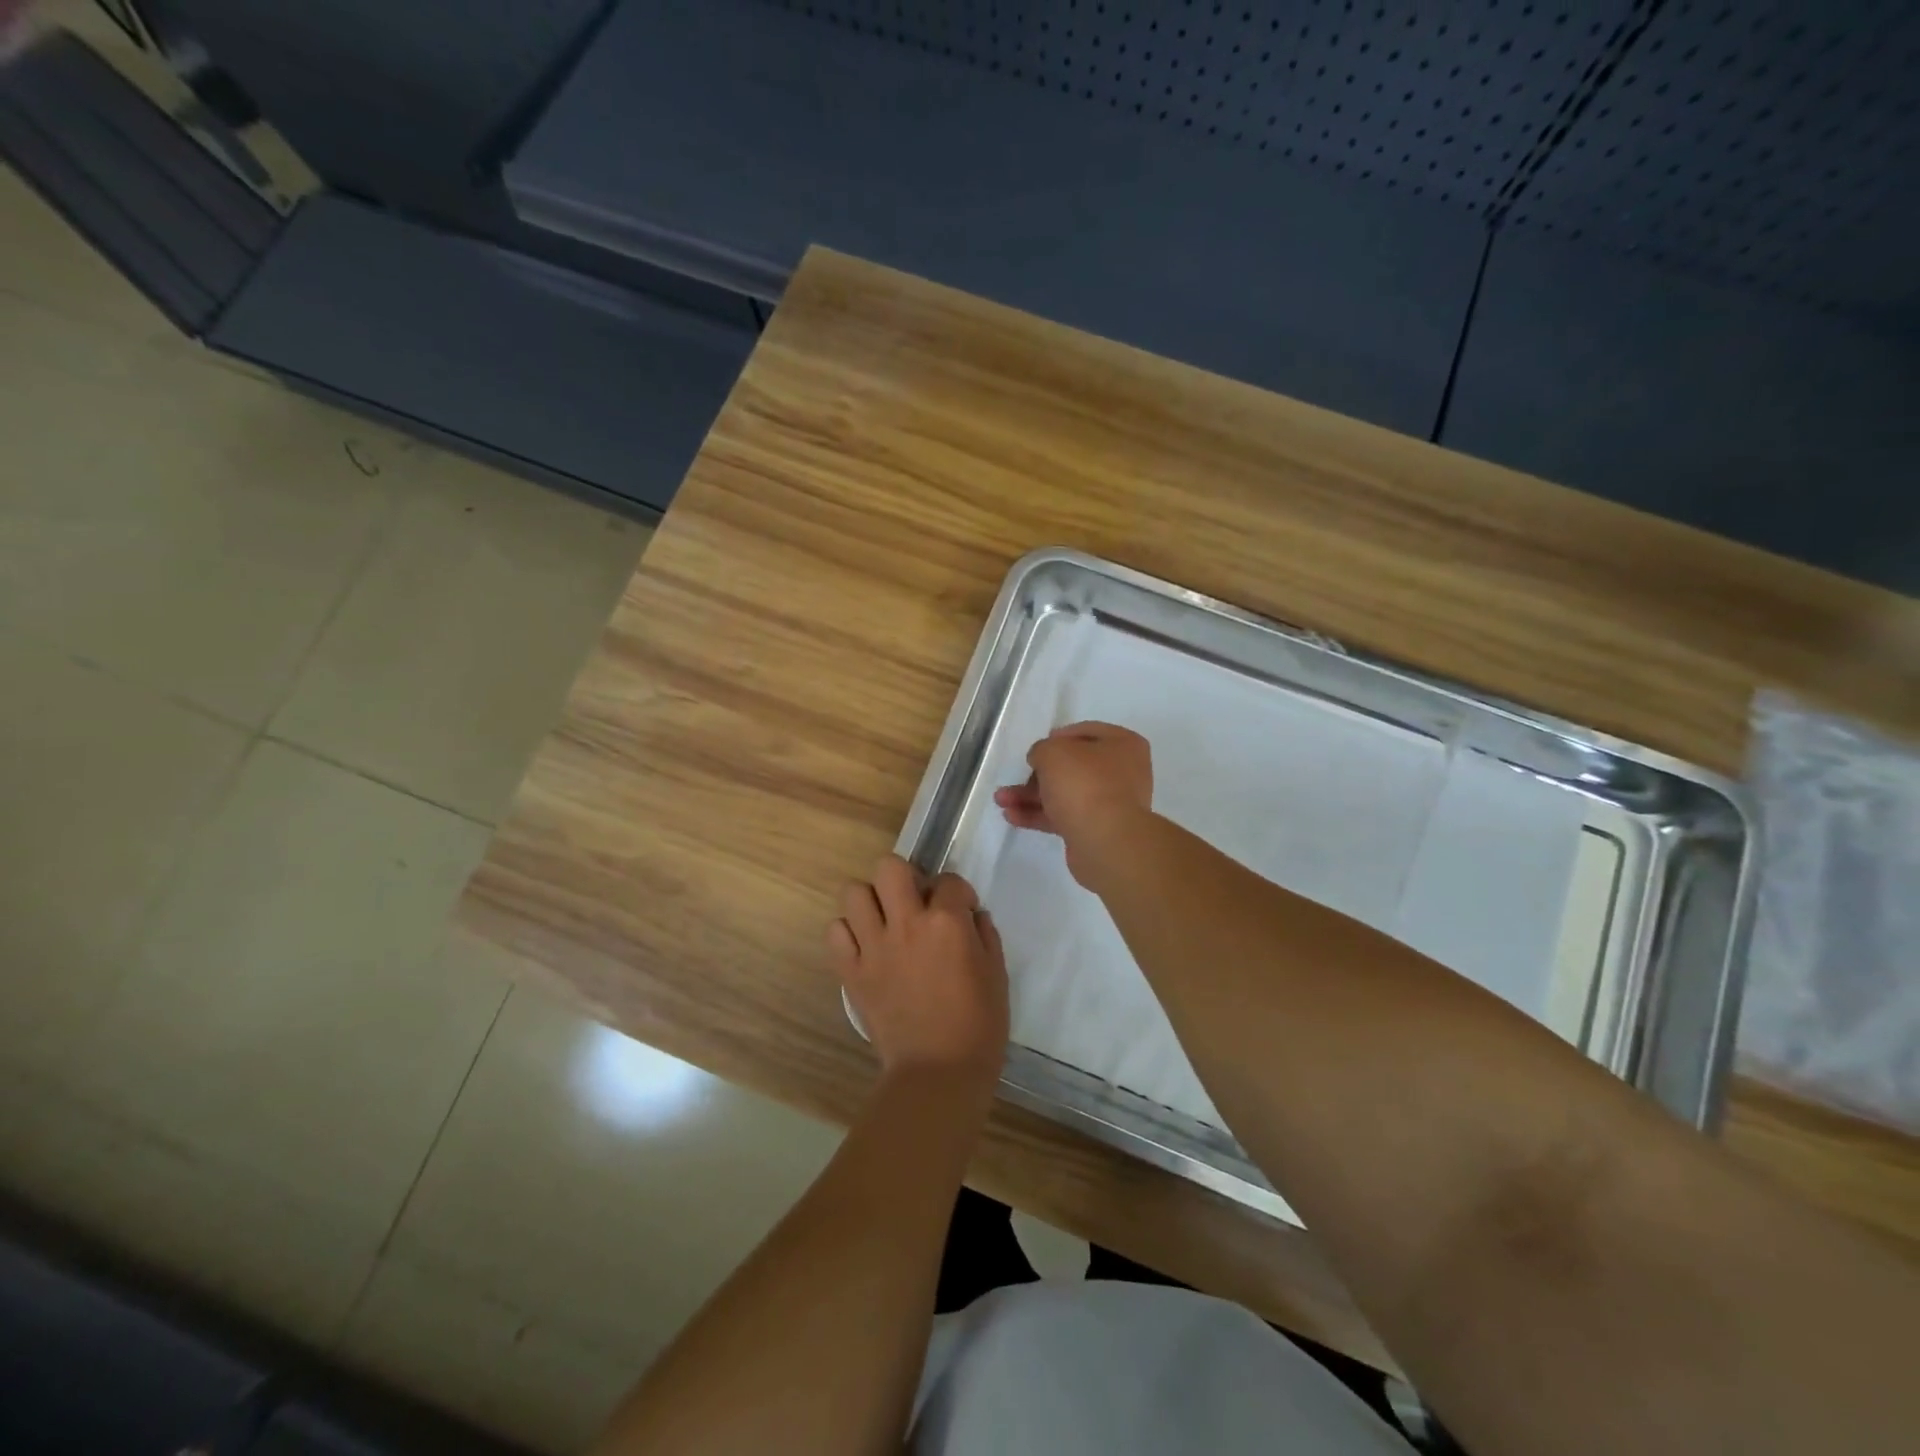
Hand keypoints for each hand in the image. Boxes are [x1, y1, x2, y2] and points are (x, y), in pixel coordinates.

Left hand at [829, 855, 1008, 1085]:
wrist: (938, 1073)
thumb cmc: (978, 1025)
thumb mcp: (997, 974)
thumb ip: (985, 935)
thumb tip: (972, 915)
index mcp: (947, 922)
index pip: (949, 880)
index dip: (959, 893)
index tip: (962, 911)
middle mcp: (906, 923)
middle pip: (889, 867)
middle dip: (905, 877)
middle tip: (915, 902)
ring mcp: (873, 946)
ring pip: (854, 892)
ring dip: (871, 901)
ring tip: (884, 921)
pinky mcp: (851, 971)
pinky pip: (835, 932)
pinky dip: (848, 933)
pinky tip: (865, 946)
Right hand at [993, 722, 1153, 885]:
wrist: (1106, 841)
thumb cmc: (1084, 783)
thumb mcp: (1053, 752)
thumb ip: (1041, 749)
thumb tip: (1042, 760)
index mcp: (1123, 745)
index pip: (1086, 732)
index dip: (1058, 737)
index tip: (1037, 748)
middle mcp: (1122, 772)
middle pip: (1073, 767)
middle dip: (1037, 774)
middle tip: (1015, 777)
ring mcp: (1111, 803)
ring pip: (1065, 793)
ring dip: (1031, 796)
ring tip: (1001, 800)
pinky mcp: (1097, 829)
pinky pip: (1064, 816)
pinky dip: (1039, 815)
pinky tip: (1012, 816)